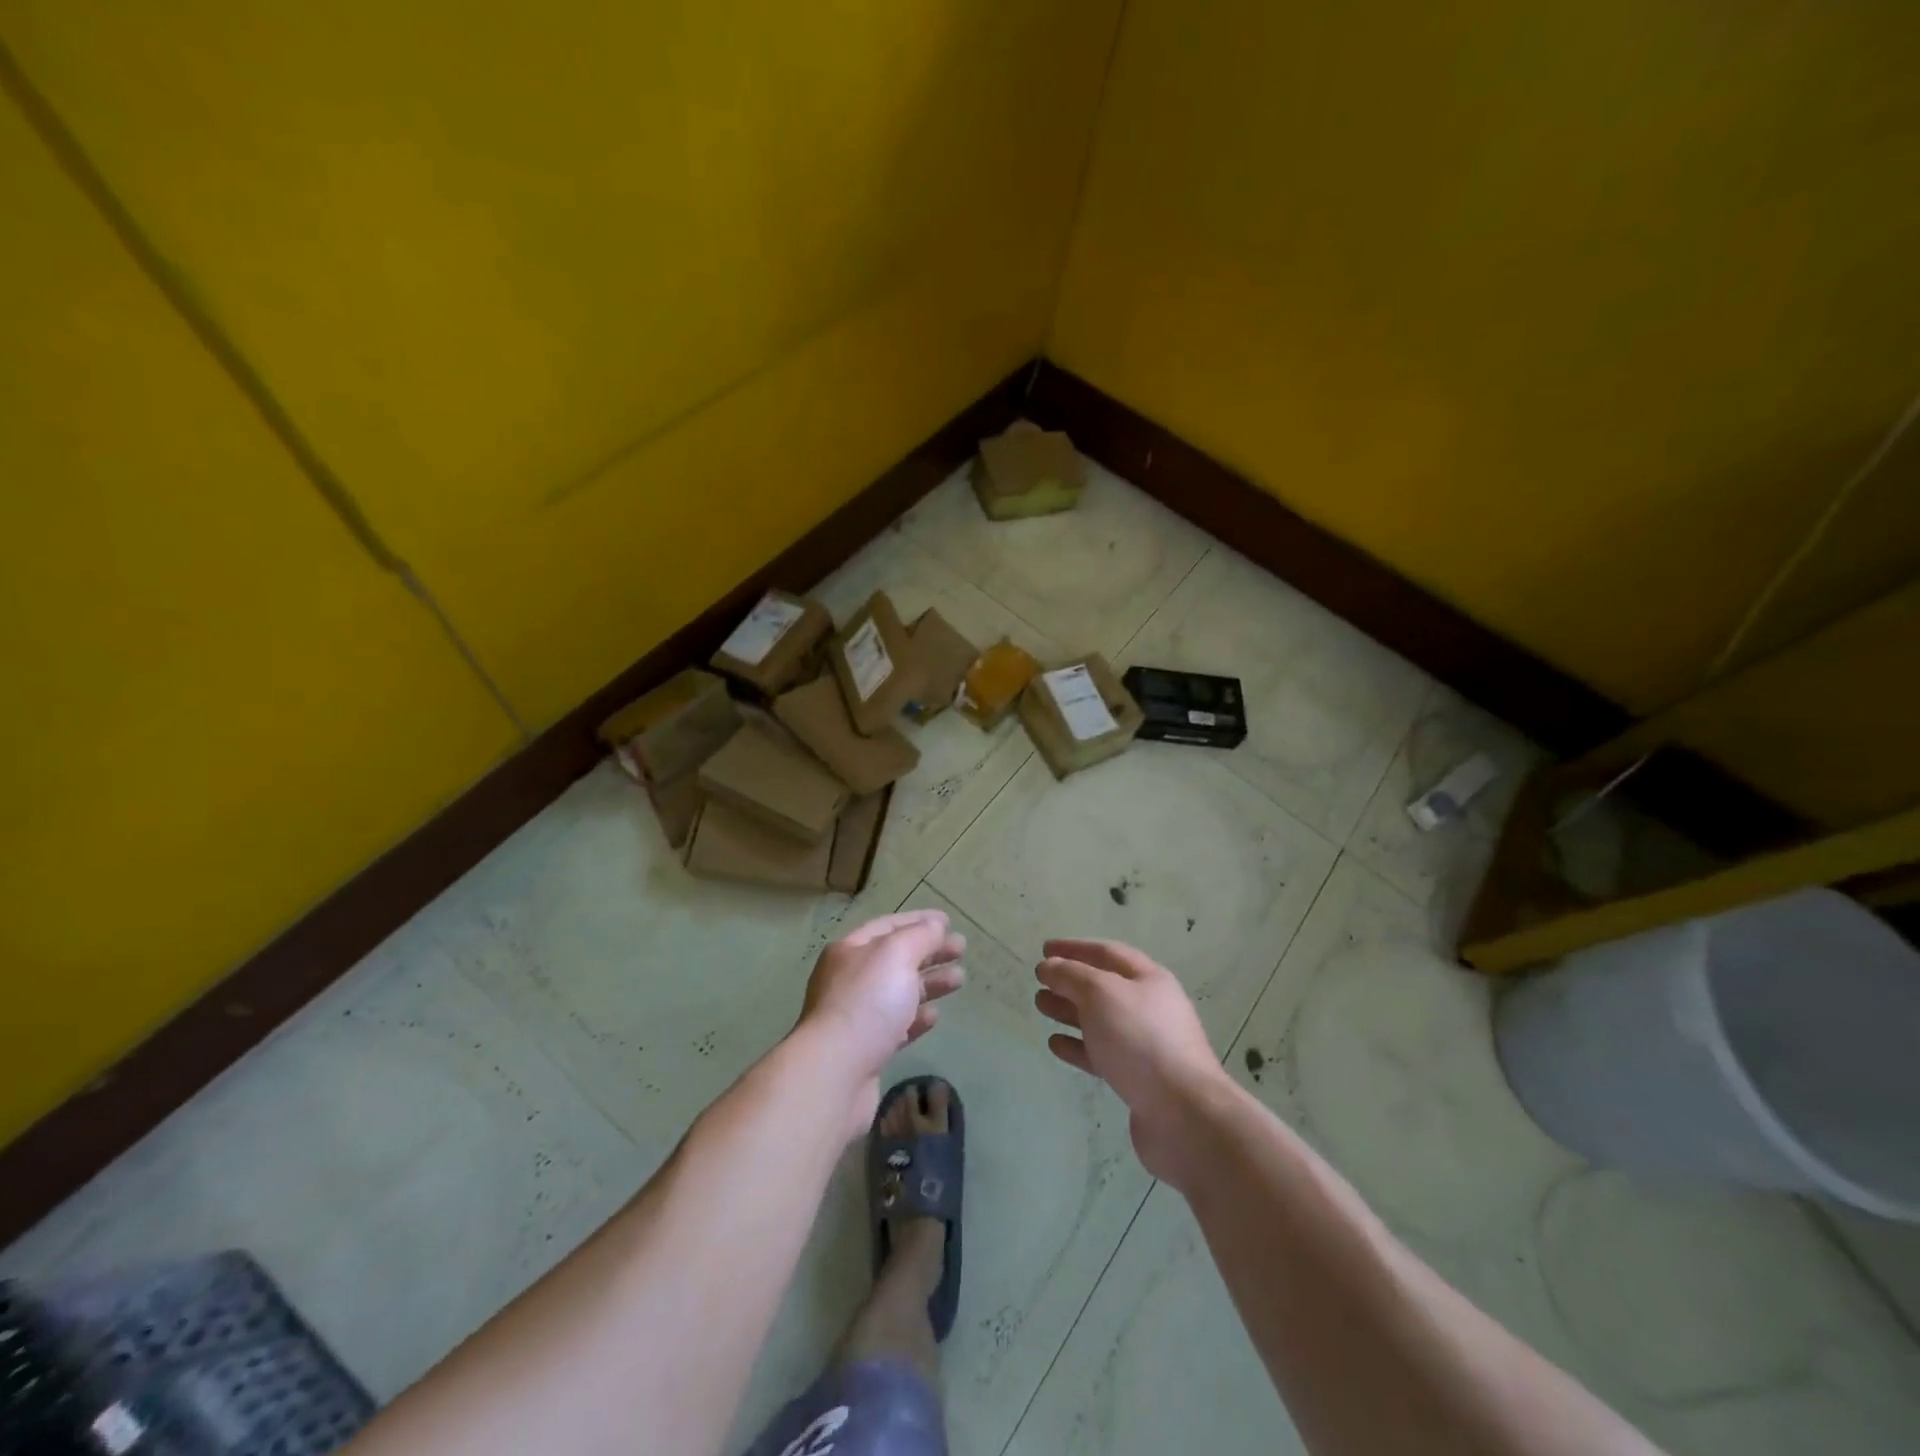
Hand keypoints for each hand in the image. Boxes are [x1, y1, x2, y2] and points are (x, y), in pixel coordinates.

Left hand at [799, 909, 965, 1136]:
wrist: (835, 1073)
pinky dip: (917, 1017)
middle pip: (895, 959)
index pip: (888, 926)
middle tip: (961, 950)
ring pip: (899, 992)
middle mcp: (849, 979)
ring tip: (959, 980)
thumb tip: (935, 926)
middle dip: (929, 951)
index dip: (919, 920)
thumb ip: (920, 936)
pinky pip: (897, 1026)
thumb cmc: (867, 1002)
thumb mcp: (896, 955)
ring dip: (930, 983)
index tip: (949, 921)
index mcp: (850, 950)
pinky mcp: (866, 1050)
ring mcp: (856, 1016)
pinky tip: (935, 1016)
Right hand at [1035, 939, 1234, 1186]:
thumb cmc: (1140, 1040)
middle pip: (1103, 987)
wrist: (1183, 1114)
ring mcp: (1145, 1045)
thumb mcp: (1101, 993)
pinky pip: (1101, 1054)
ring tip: (1041, 1006)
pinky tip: (1055, 1044)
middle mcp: (1149, 1007)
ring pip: (1100, 1020)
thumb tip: (1049, 966)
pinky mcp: (1137, 1079)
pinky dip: (1077, 1046)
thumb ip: (1071, 975)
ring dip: (1069, 1011)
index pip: (1106, 953)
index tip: (1044, 949)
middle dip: (1070, 981)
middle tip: (1039, 981)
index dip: (1074, 948)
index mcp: (1148, 979)